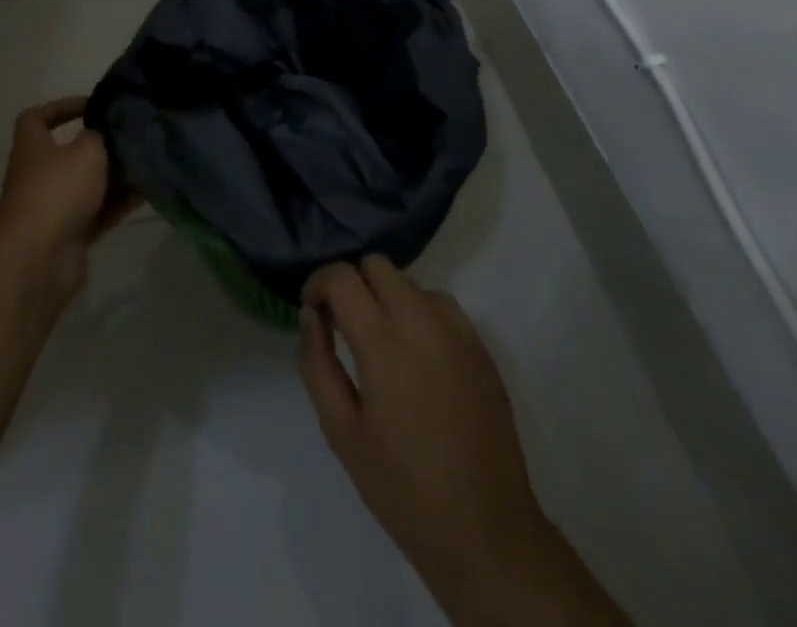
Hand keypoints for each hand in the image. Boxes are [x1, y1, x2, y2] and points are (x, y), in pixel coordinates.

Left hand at [0, 97, 133, 315]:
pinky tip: (147, 192)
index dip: (61, 107)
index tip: (92, 106)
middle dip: (99, 146)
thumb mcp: (86, 150)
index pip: (36, 118)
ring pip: (88, 185)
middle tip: (129, 137)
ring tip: (146, 163)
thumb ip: (99, 135)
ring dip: (114, 176)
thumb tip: (102, 133)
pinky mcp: (70, 235)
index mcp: (32, 148)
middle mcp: (39, 175)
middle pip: (68, 154)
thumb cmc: (57, 191)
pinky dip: (119, 203)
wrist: (38, 260)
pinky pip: (99, 212)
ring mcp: (53, 208)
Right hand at [299, 258, 626, 625]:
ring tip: (379, 343)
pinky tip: (416, 357)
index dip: (318, 284)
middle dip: (352, 284)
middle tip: (341, 325)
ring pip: (409, 282)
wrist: (486, 531)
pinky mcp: (480, 347)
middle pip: (377, 265)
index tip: (311, 310)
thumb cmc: (403, 487)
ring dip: (386, 297)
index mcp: (384, 341)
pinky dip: (418, 313)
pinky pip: (440, 305)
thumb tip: (310, 316)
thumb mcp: (341, 431)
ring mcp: (457, 330)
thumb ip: (317, 364)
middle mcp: (422, 320)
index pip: (342, 277)